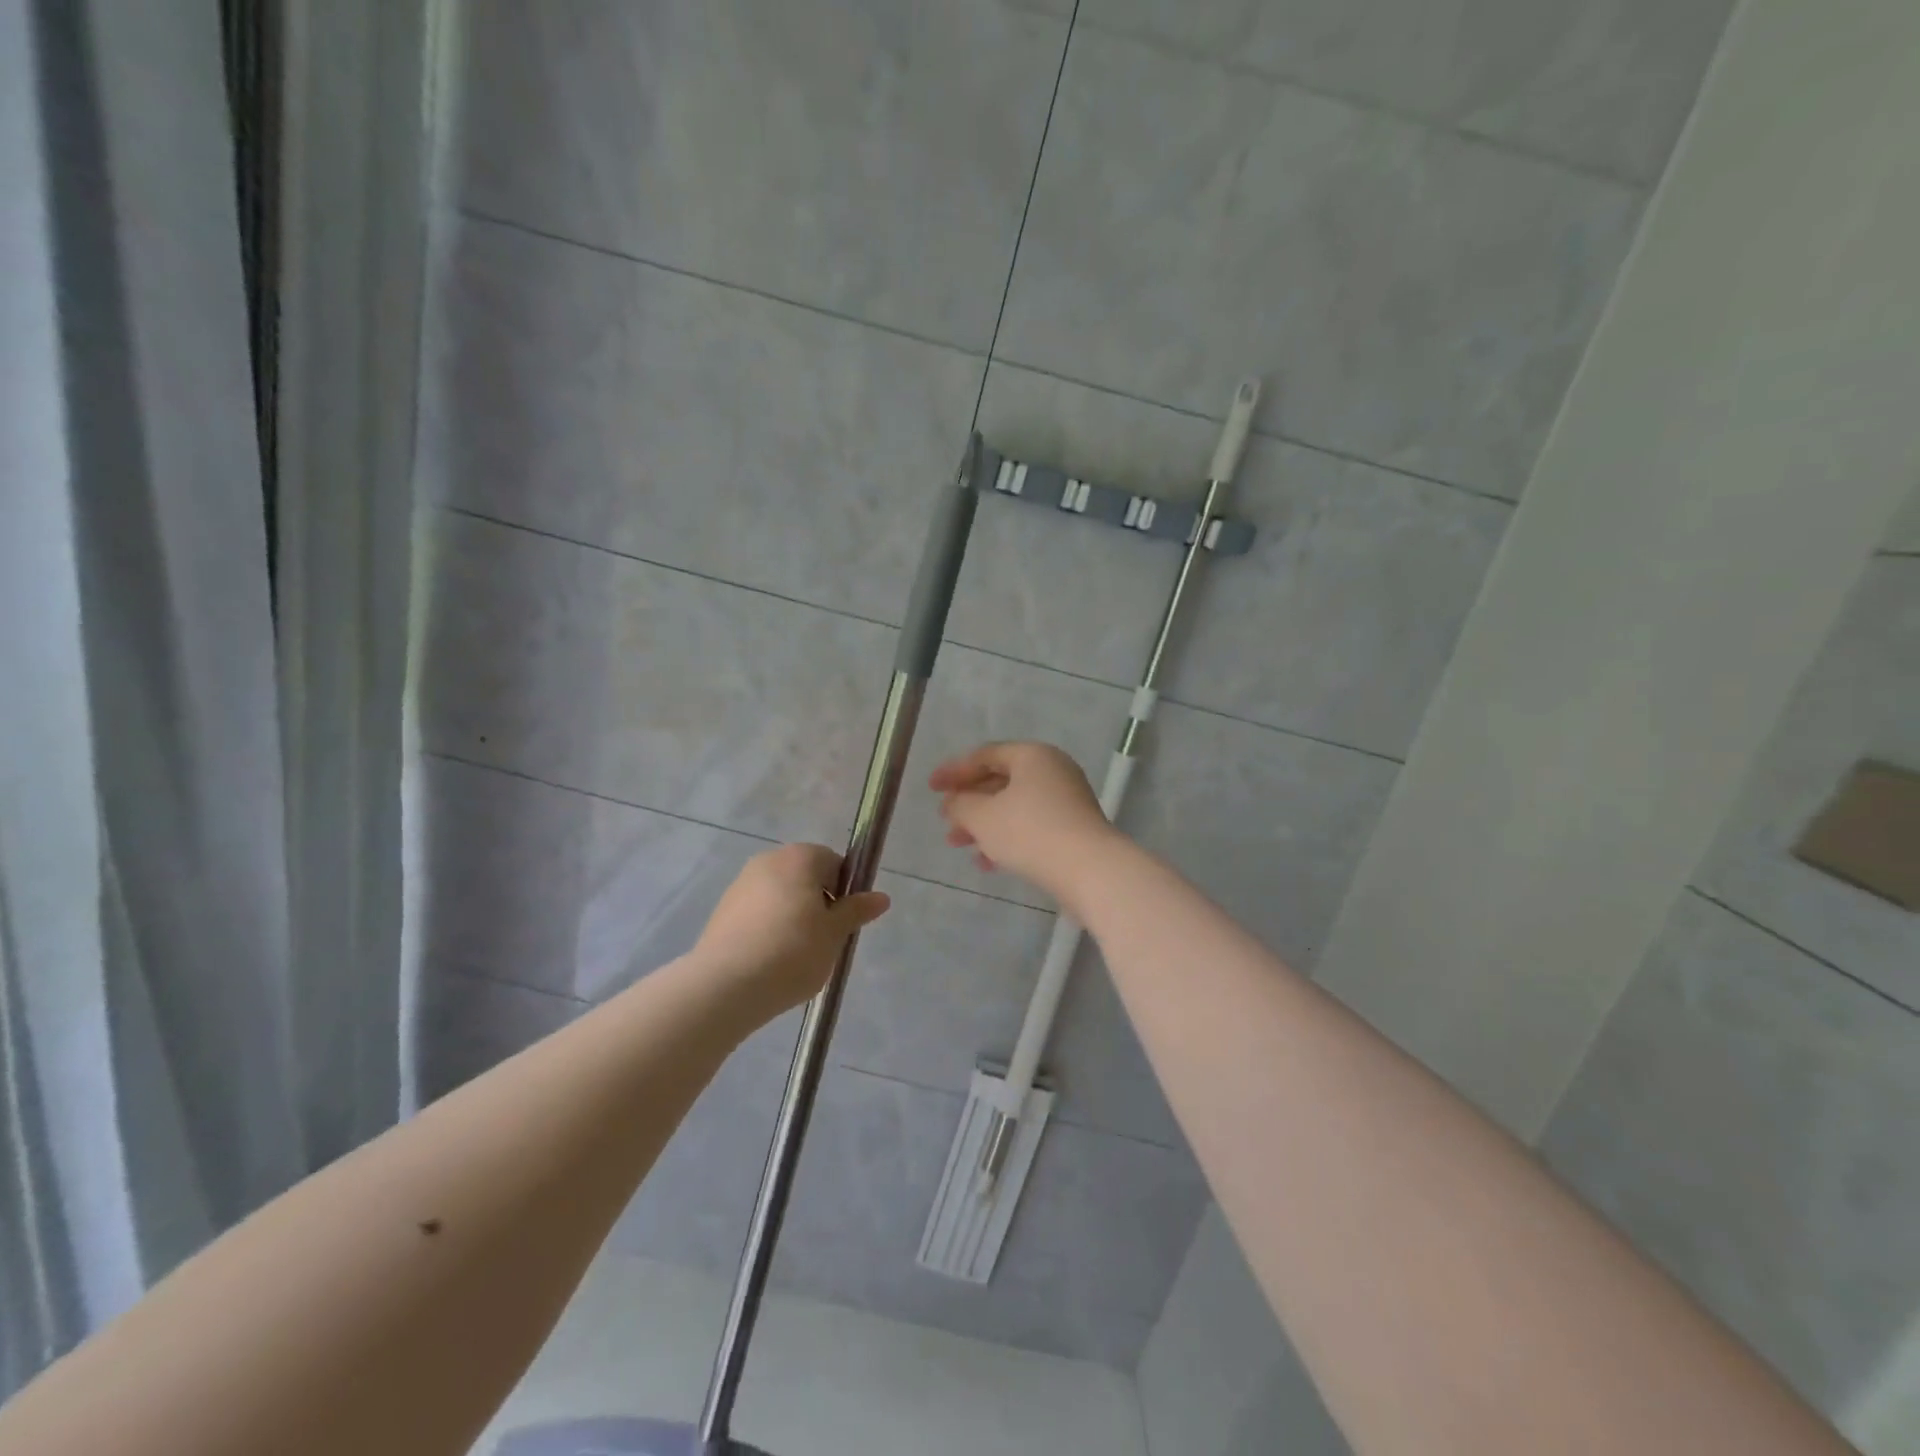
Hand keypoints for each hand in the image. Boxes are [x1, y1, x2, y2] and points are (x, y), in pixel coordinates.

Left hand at [692, 845, 889, 1023]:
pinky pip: (757, 913)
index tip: (843, 922)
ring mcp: (741, 884)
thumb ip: (856, 911)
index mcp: (800, 857)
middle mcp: (768, 860)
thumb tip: (881, 897)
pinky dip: (768, 929)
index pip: (834, 863)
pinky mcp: (722, 911)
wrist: (724, 986)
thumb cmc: (792, 952)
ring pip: (780, 896)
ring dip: (793, 917)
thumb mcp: (834, 934)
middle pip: (805, 877)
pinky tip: (769, 961)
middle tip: (823, 941)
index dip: (844, 891)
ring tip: (795, 956)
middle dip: (818, 904)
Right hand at [929, 742, 1120, 901]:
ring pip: (1014, 806)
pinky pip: (1031, 826)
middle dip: (969, 802)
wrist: (1089, 870)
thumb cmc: (1030, 832)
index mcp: (1032, 755)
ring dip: (984, 824)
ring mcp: (1066, 800)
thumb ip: (961, 805)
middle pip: (1000, 780)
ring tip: (958, 844)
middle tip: (945, 820)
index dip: (954, 771)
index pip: (985, 755)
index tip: (931, 788)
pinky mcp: (1073, 829)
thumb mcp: (983, 816)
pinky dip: (1006, 838)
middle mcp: (1052, 770)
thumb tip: (954, 802)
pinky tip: (987, 863)